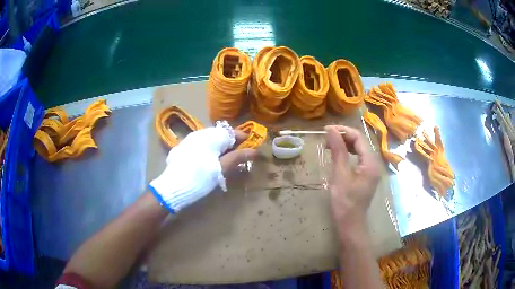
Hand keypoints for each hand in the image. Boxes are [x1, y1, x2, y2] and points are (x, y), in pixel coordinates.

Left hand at [149, 122, 256, 213]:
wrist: (172, 187)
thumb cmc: (200, 177)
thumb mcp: (221, 168)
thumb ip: (238, 157)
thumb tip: (255, 151)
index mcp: (211, 136)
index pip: (231, 132)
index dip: (243, 138)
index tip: (252, 146)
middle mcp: (199, 133)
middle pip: (220, 135)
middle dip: (231, 144)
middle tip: (239, 156)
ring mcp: (189, 140)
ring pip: (210, 140)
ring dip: (220, 147)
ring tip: (225, 160)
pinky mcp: (182, 148)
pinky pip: (200, 145)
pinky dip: (209, 150)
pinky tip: (209, 161)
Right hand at [325, 125, 379, 236]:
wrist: (350, 224)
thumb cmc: (345, 202)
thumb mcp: (340, 175)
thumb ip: (338, 151)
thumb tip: (331, 130)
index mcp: (370, 162)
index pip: (358, 137)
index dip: (343, 131)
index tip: (326, 130)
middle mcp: (373, 163)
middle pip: (359, 142)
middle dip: (343, 137)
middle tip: (326, 139)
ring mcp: (370, 170)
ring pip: (358, 150)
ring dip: (344, 145)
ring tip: (329, 146)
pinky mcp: (365, 176)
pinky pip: (357, 159)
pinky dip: (347, 154)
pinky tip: (337, 156)